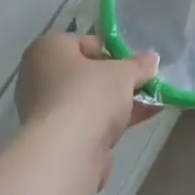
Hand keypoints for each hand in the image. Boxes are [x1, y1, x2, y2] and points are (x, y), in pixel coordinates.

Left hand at [16, 33, 158, 185]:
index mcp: (47, 50)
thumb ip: (138, 65)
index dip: (114, 51)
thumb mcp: (122, 73)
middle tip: (146, 83)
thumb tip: (151, 59)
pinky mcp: (58, 137)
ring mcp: (47, 110)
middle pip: (87, 74)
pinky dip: (114, 120)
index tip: (137, 64)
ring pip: (90, 100)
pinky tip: (144, 118)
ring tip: (155, 101)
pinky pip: (91, 122)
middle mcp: (40, 77)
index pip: (84, 43)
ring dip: (121, 101)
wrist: (68, 151)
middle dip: (119, 80)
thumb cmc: (89, 95)